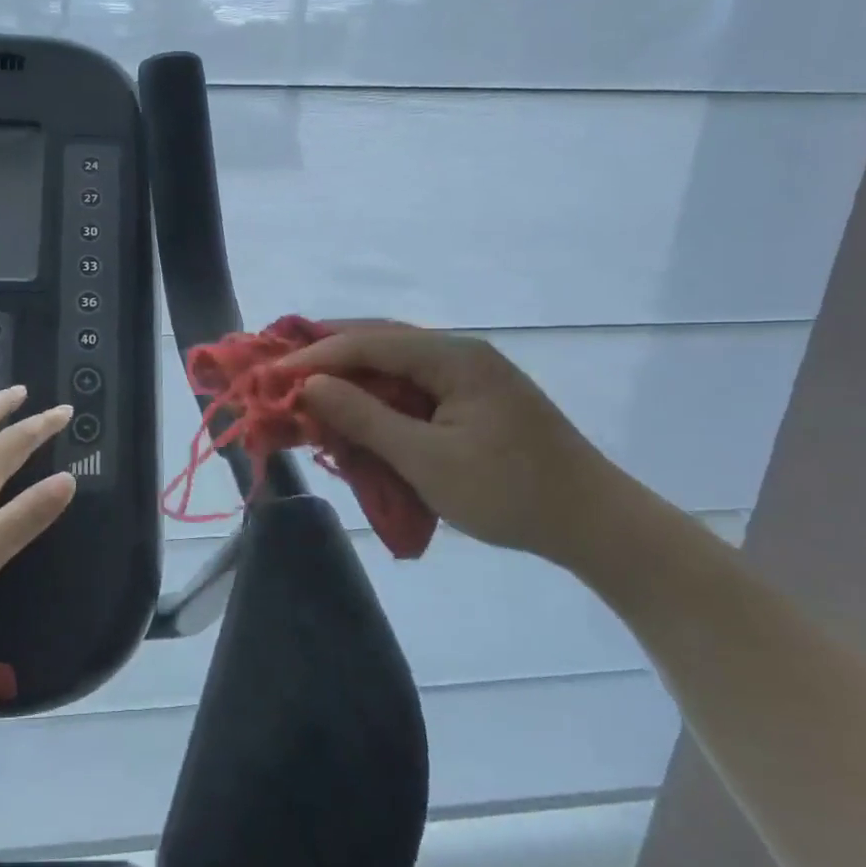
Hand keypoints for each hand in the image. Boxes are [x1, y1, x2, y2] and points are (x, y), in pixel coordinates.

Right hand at [284, 321, 622, 564]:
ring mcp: (467, 377)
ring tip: (306, 394)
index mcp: (453, 357)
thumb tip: (310, 385)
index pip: (368, 342)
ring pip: (392, 366)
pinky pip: (410, 389)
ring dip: (349, 380)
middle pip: (379, 343)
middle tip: (280, 376)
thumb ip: (365, 418)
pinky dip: (375, 400)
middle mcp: (459, 354)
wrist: (594, 524)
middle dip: (326, 359)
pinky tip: (354, 415)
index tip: (271, 375)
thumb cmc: (510, 493)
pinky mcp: (470, 401)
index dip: (315, 356)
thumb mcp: (427, 460)